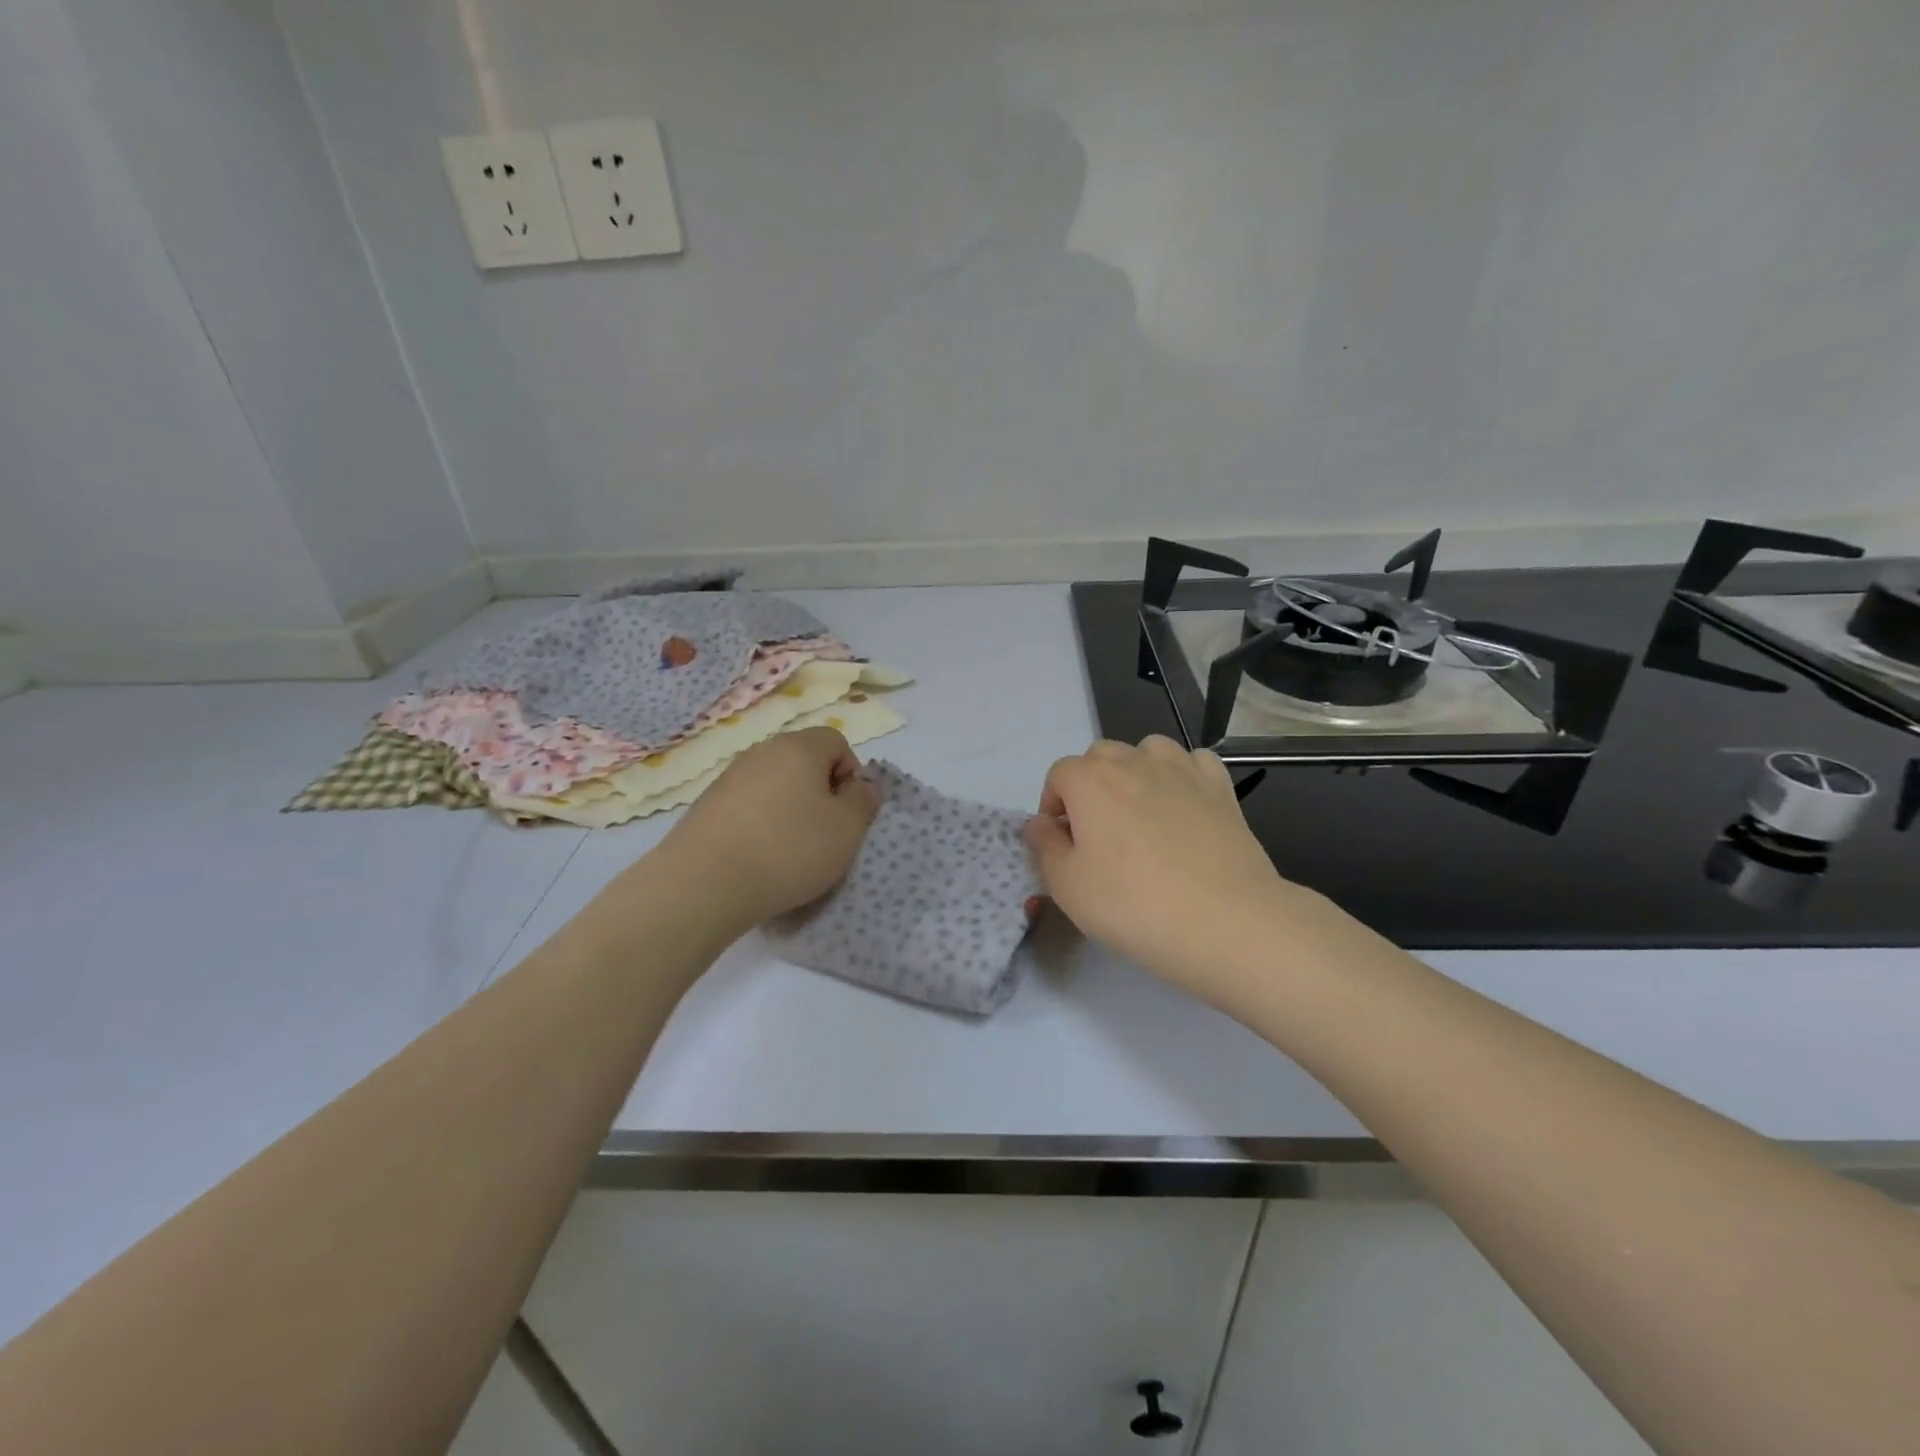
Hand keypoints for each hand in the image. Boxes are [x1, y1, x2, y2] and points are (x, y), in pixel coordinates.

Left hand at [659, 727, 879, 929]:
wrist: (703, 884)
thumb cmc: (788, 850)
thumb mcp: (847, 829)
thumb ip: (864, 801)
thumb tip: (860, 786)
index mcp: (798, 747)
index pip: (836, 742)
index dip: (851, 774)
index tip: (847, 813)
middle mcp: (761, 752)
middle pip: (804, 762)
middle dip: (820, 794)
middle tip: (824, 834)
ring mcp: (729, 778)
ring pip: (775, 786)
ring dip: (789, 812)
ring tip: (789, 853)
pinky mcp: (706, 806)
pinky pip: (748, 807)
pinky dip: (760, 826)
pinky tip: (758, 859)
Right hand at [1024, 737, 1303, 1001]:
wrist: (1225, 920)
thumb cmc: (1133, 904)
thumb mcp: (1068, 887)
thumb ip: (1044, 847)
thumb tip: (1038, 823)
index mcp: (1090, 780)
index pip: (1058, 774)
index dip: (1053, 805)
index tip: (1062, 843)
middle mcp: (1133, 761)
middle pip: (1100, 757)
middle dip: (1090, 786)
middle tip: (1099, 834)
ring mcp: (1181, 769)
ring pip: (1147, 750)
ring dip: (1135, 772)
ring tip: (1141, 814)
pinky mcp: (1220, 786)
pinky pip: (1193, 762)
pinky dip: (1182, 775)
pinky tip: (1185, 806)